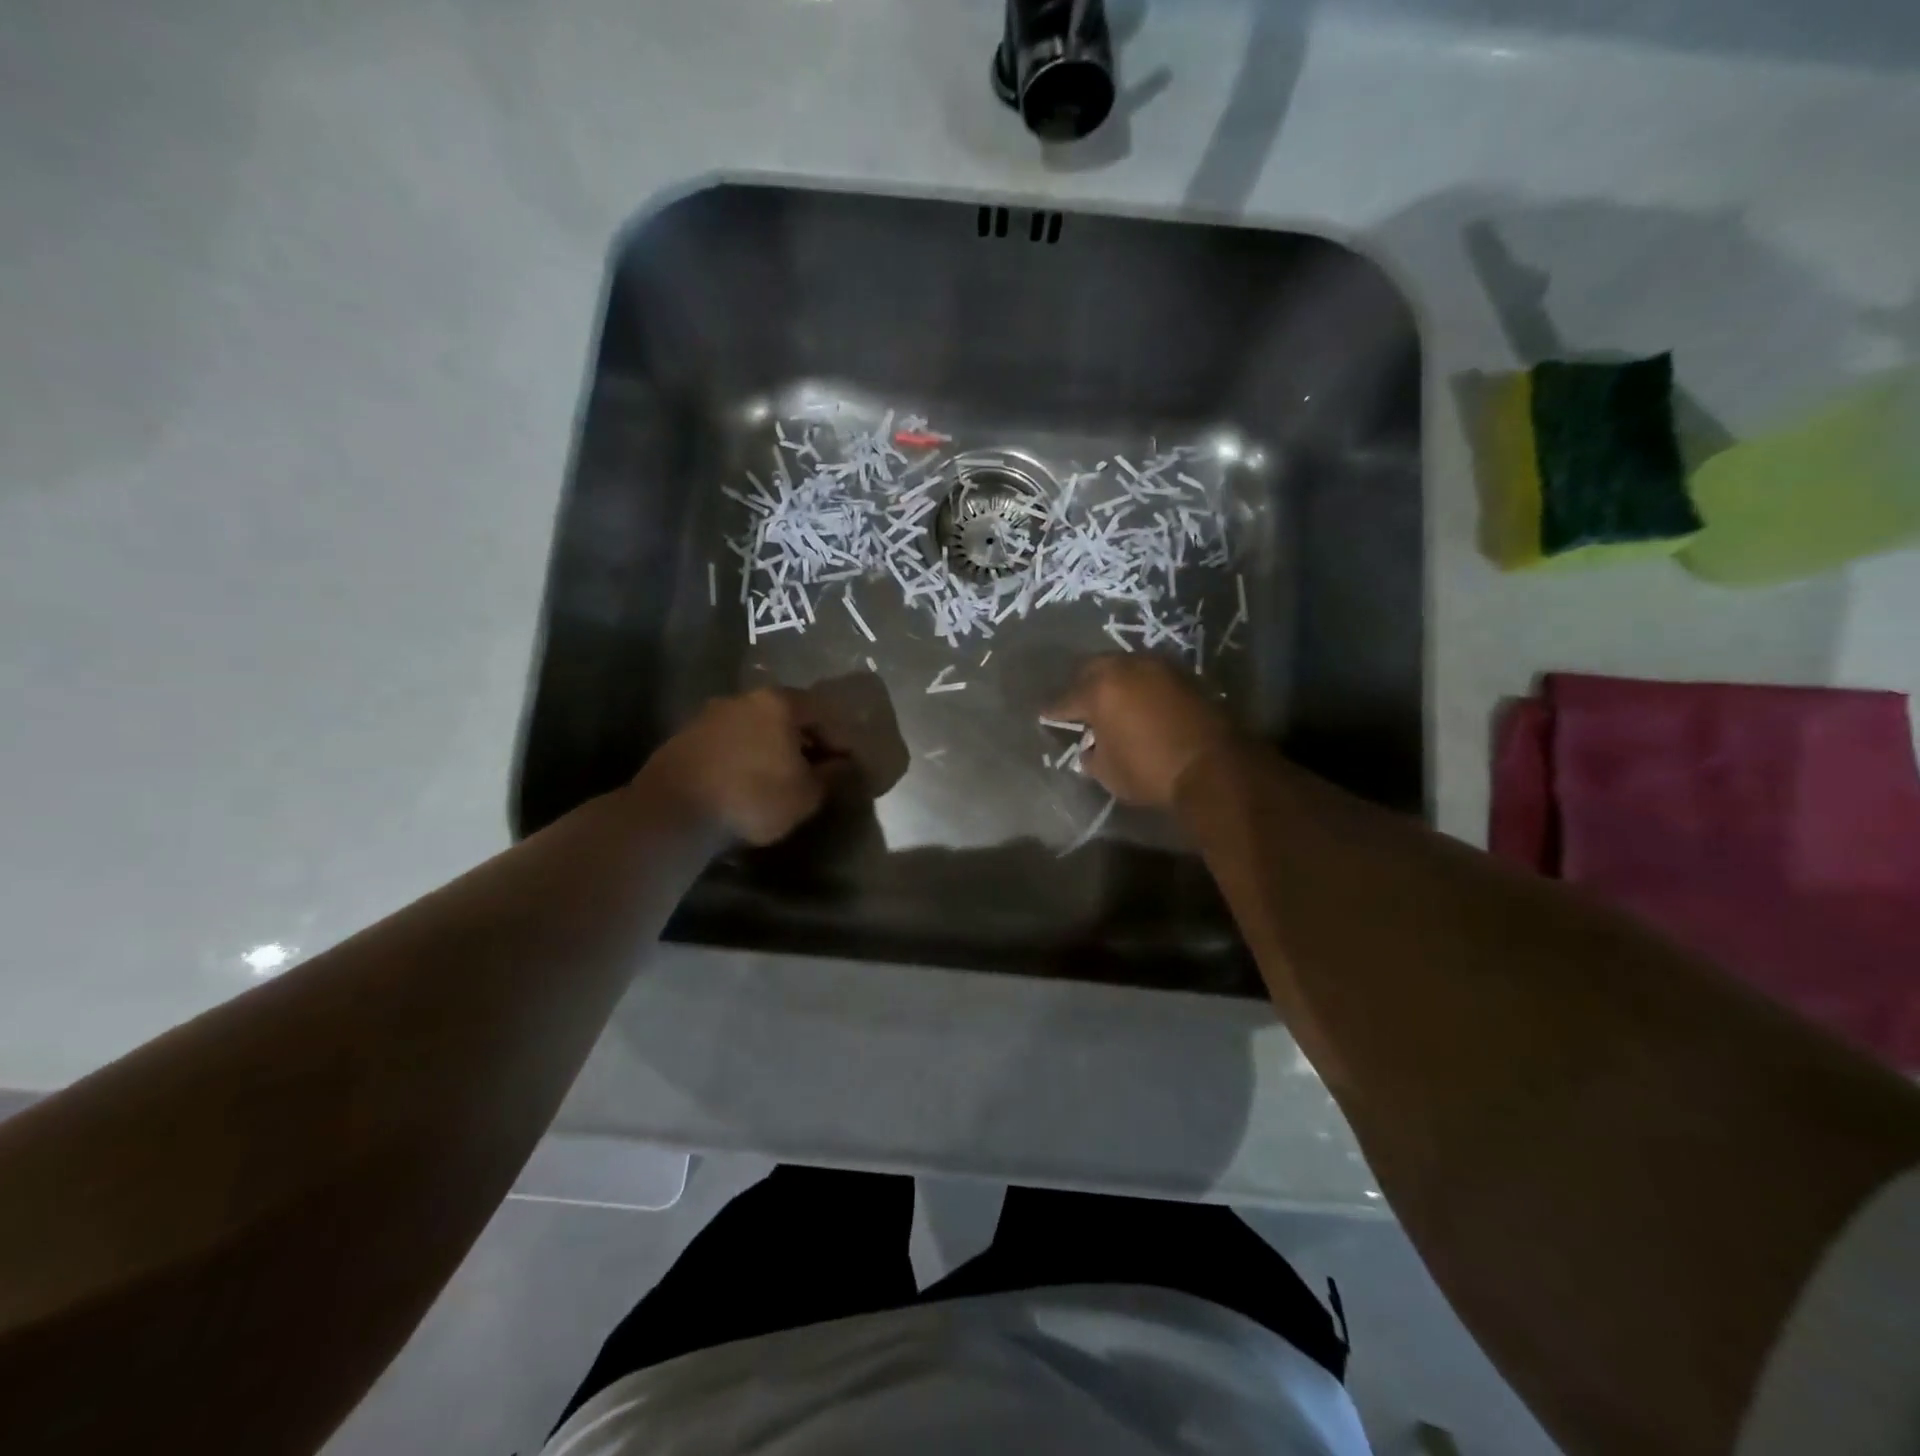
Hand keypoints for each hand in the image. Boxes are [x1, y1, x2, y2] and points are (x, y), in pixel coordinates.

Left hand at [638, 687, 848, 844]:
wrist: (673, 812)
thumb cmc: (753, 797)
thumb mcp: (807, 794)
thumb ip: (833, 775)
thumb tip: (846, 765)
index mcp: (779, 702)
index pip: (822, 712)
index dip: (838, 739)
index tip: (843, 767)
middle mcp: (744, 698)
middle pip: (786, 715)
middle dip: (803, 741)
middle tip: (813, 771)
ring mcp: (710, 714)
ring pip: (754, 727)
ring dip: (770, 748)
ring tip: (777, 779)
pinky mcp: (684, 736)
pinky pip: (728, 742)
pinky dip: (742, 757)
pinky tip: (743, 783)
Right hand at [1046, 655, 1237, 807]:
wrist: (1214, 766)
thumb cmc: (1151, 771)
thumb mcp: (1109, 773)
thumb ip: (1092, 756)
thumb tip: (1091, 748)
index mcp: (1099, 690)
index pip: (1065, 699)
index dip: (1053, 711)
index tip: (1045, 715)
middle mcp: (1125, 668)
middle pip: (1092, 669)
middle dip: (1081, 685)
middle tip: (1078, 703)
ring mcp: (1157, 667)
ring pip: (1123, 666)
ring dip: (1113, 680)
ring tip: (1109, 700)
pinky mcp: (1184, 675)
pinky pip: (1149, 674)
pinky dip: (1138, 685)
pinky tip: (1138, 702)